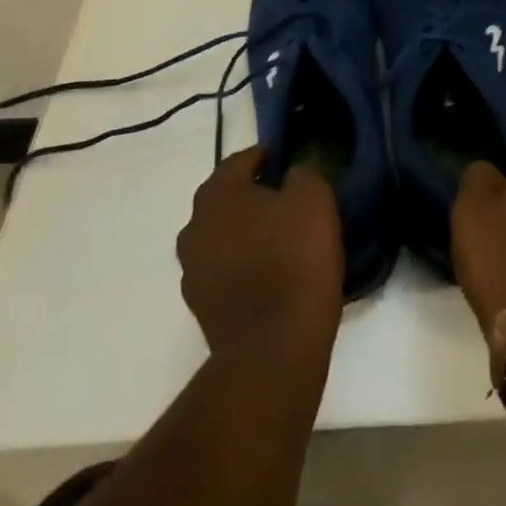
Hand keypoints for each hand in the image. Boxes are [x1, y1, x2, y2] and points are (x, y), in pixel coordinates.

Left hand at [177, 147, 343, 357]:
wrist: (274, 349)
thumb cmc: (294, 259)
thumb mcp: (313, 198)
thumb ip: (302, 173)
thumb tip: (291, 175)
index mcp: (218, 194)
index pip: (242, 160)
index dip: (268, 157)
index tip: (291, 163)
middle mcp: (195, 226)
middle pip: (228, 198)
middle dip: (254, 195)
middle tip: (289, 202)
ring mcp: (192, 270)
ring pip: (224, 235)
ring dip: (247, 233)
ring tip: (282, 241)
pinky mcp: (200, 307)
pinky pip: (225, 270)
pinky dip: (244, 266)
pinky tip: (271, 275)